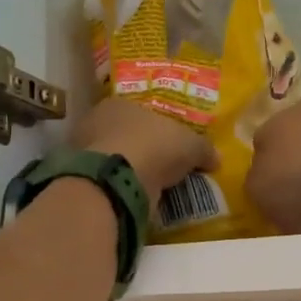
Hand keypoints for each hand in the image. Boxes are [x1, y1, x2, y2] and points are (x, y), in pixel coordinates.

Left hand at [76, 98, 215, 193]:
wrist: (119, 180)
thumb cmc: (154, 145)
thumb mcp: (190, 144)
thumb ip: (203, 149)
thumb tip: (216, 158)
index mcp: (118, 103)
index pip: (138, 111)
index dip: (155, 126)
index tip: (169, 141)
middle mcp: (96, 123)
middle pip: (123, 134)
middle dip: (142, 148)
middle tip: (162, 164)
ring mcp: (85, 153)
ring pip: (114, 159)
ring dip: (130, 170)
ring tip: (153, 185)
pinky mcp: (84, 181)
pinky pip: (109, 181)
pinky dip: (122, 188)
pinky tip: (138, 197)